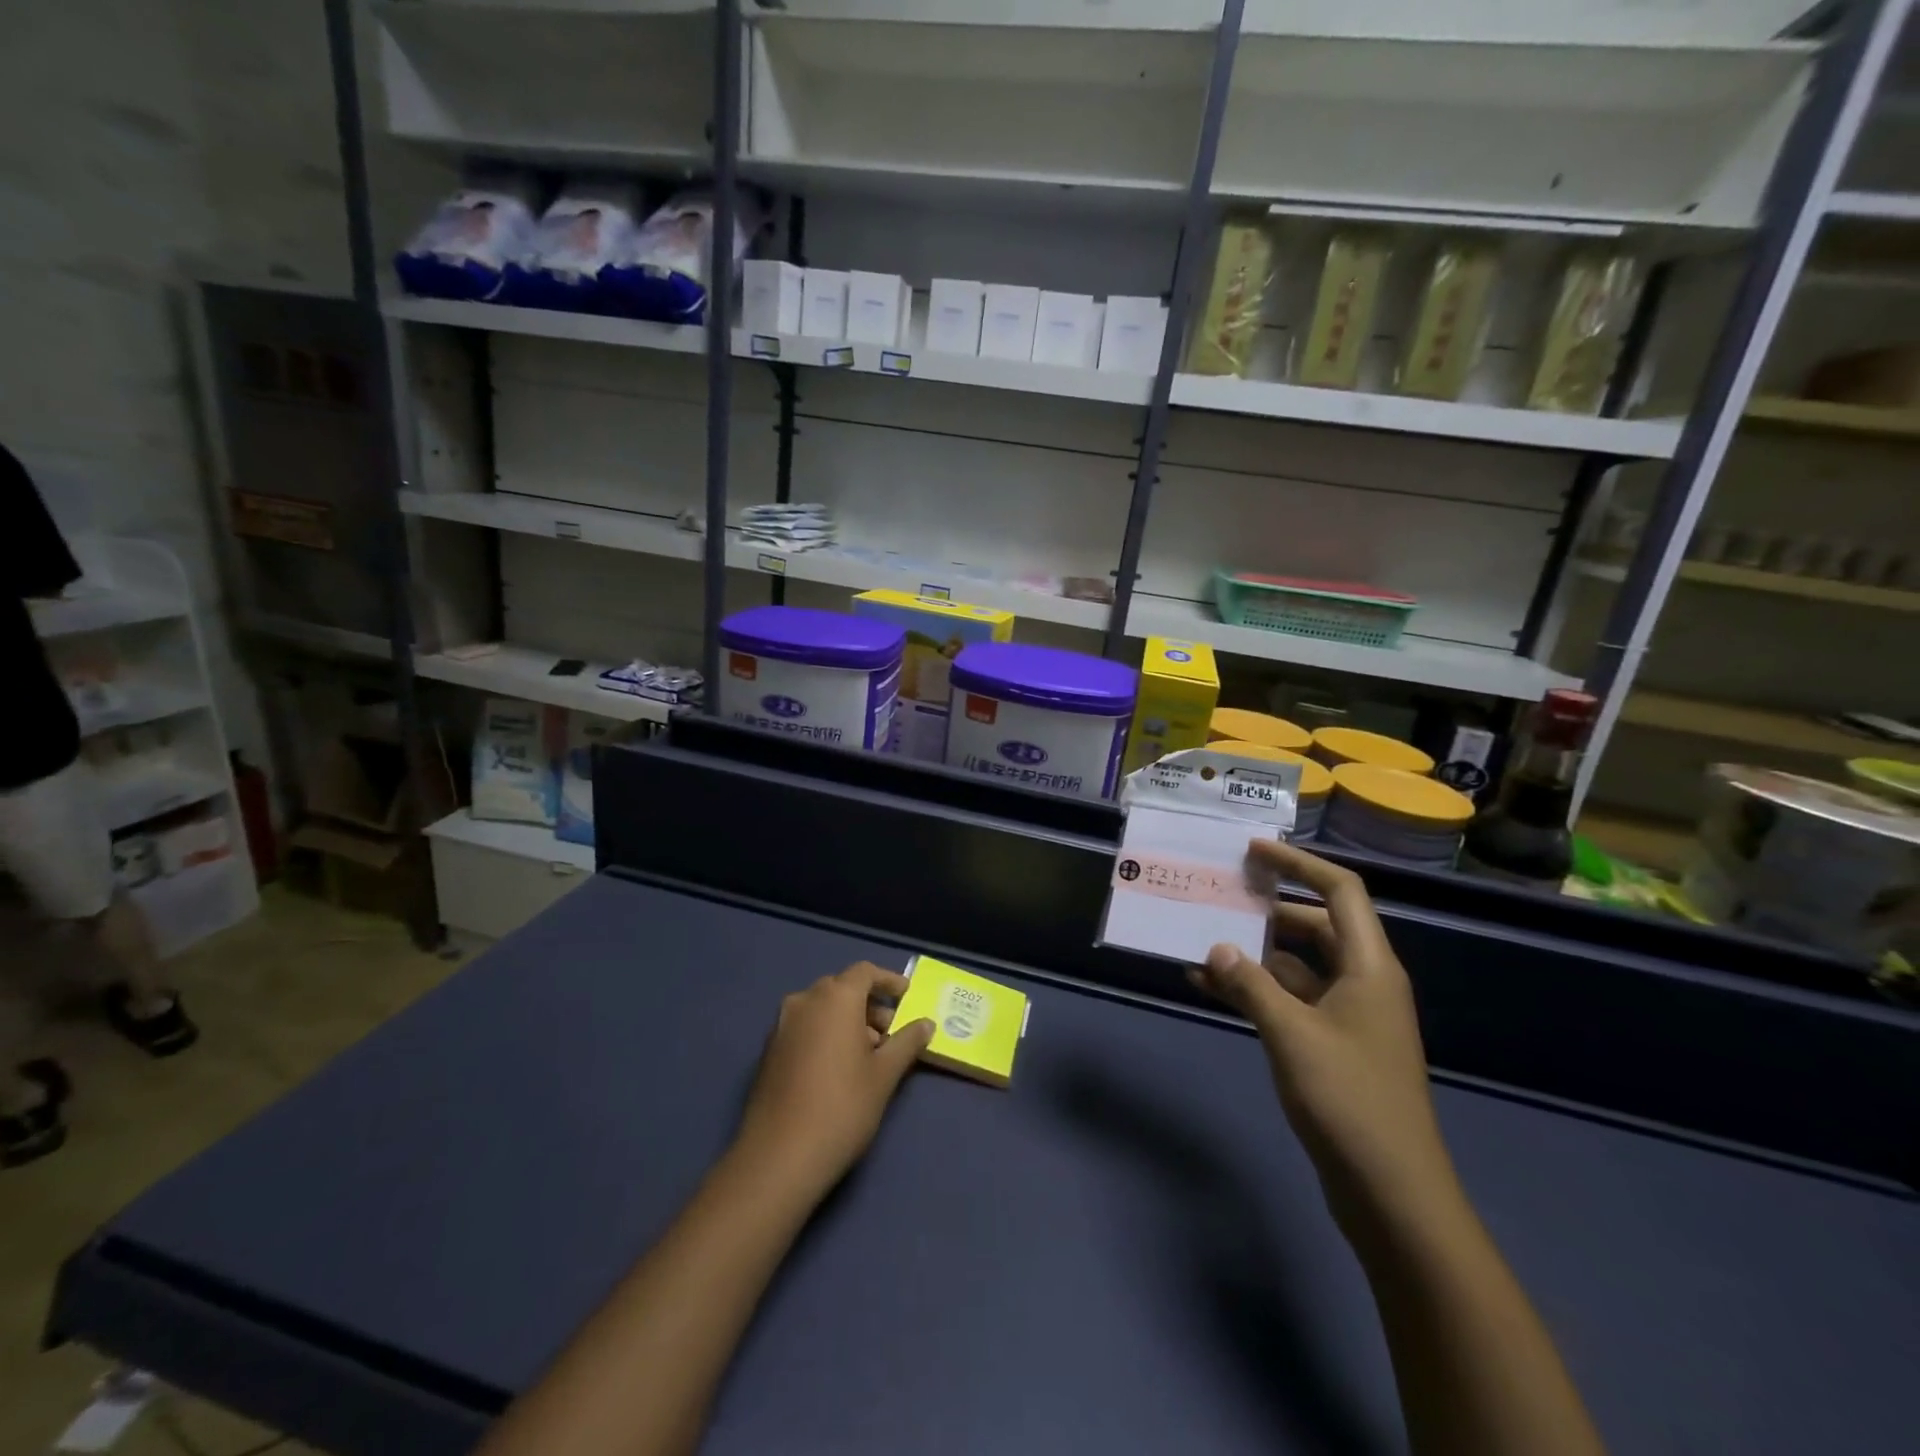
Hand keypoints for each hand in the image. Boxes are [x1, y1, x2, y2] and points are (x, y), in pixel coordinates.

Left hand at [733, 963, 934, 1199]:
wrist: (779, 1155)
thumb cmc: (843, 1106)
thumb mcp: (885, 1074)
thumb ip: (907, 1042)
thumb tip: (926, 1024)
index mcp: (835, 997)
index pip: (865, 972)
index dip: (888, 981)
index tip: (906, 995)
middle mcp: (805, 1000)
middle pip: (842, 988)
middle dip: (868, 1004)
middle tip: (890, 1031)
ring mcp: (781, 1025)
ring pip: (821, 1008)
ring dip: (846, 1020)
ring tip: (868, 1054)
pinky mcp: (769, 1050)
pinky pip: (804, 1027)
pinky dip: (825, 1033)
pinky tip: (838, 1067)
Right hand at [1189, 842, 1459, 1235]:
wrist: (1391, 1193)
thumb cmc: (1349, 1100)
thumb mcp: (1292, 1034)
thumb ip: (1251, 984)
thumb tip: (1216, 947)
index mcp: (1370, 967)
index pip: (1341, 892)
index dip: (1299, 864)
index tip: (1253, 851)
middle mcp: (1363, 982)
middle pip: (1315, 925)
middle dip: (1268, 907)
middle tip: (1220, 892)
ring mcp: (1348, 1015)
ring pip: (1296, 965)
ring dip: (1253, 953)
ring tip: (1201, 939)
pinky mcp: (1331, 1045)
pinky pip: (1288, 1000)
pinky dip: (1254, 990)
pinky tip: (1209, 987)